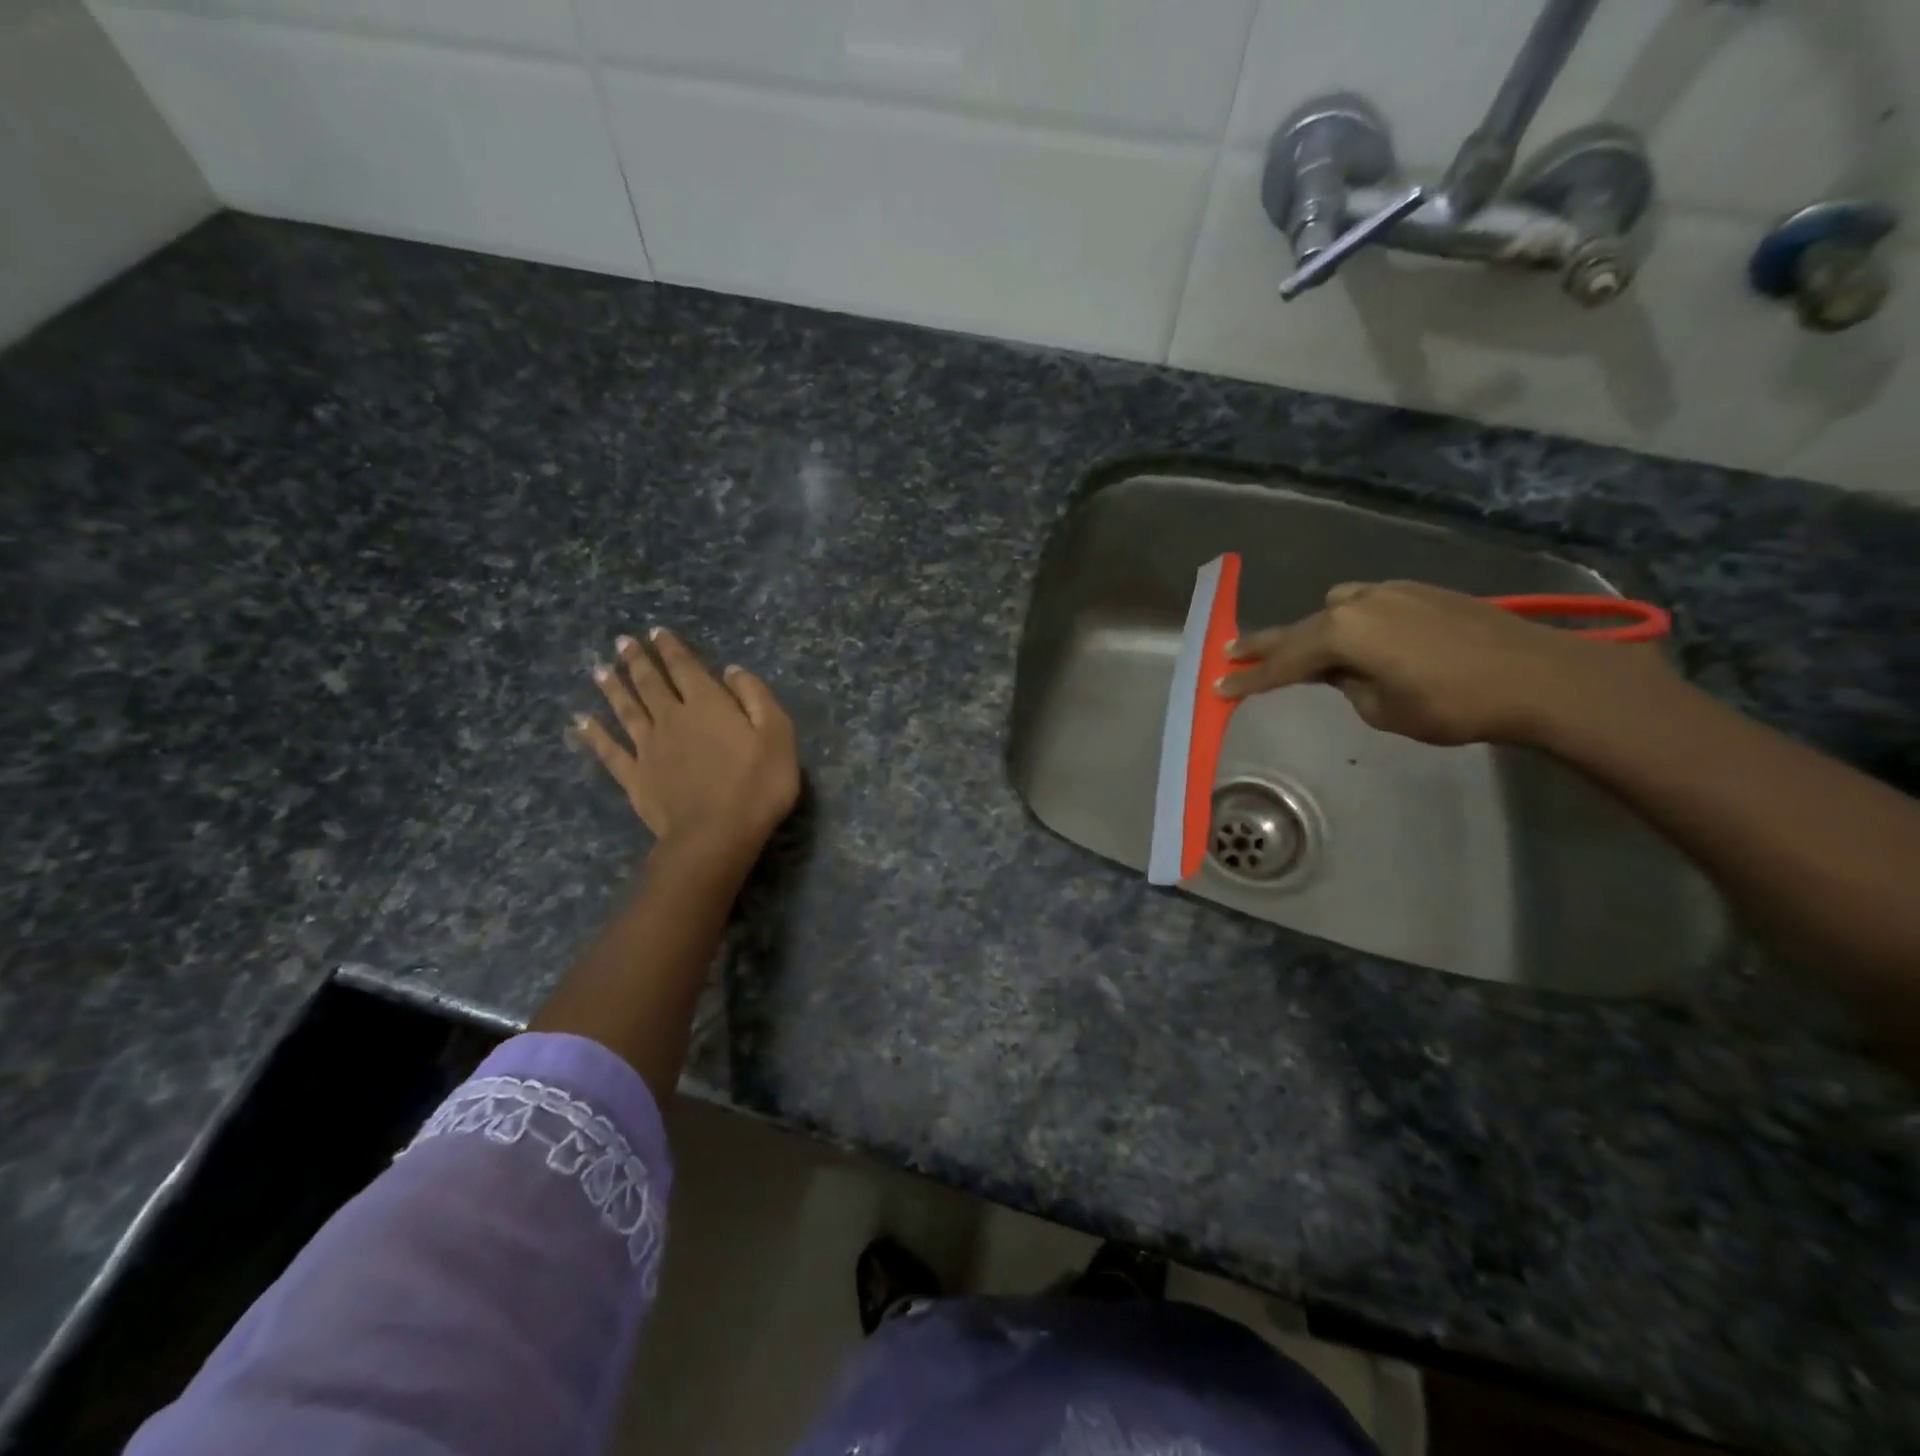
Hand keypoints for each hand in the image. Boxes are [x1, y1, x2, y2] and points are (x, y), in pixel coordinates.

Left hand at [573, 629, 799, 861]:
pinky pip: (610, 751)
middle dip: (637, 661)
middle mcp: (672, 718)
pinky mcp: (635, 778)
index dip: (672, 649)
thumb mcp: (777, 735)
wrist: (716, 834)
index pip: (686, 668)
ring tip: (600, 669)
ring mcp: (648, 748)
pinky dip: (594, 735)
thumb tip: (732, 670)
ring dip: (613, 688)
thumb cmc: (757, 785)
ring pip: (626, 710)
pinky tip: (581, 722)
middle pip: (650, 684)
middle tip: (623, 642)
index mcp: (708, 705)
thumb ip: (755, 697)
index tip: (657, 632)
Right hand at [1217, 580, 1668, 747]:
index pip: (1284, 662)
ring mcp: (1392, 591)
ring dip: (1315, 632)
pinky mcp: (1421, 591)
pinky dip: (1351, 623)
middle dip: (1265, 646)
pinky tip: (1362, 641)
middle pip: (1300, 629)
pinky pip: (1367, 605)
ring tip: (1305, 654)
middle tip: (1229, 653)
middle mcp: (1360, 602)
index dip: (1250, 680)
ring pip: (1335, 610)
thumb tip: (1343, 671)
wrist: (1542, 675)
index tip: (1219, 689)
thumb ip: (1348, 686)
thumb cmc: (1455, 704)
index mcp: (1344, 632)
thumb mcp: (1384, 709)